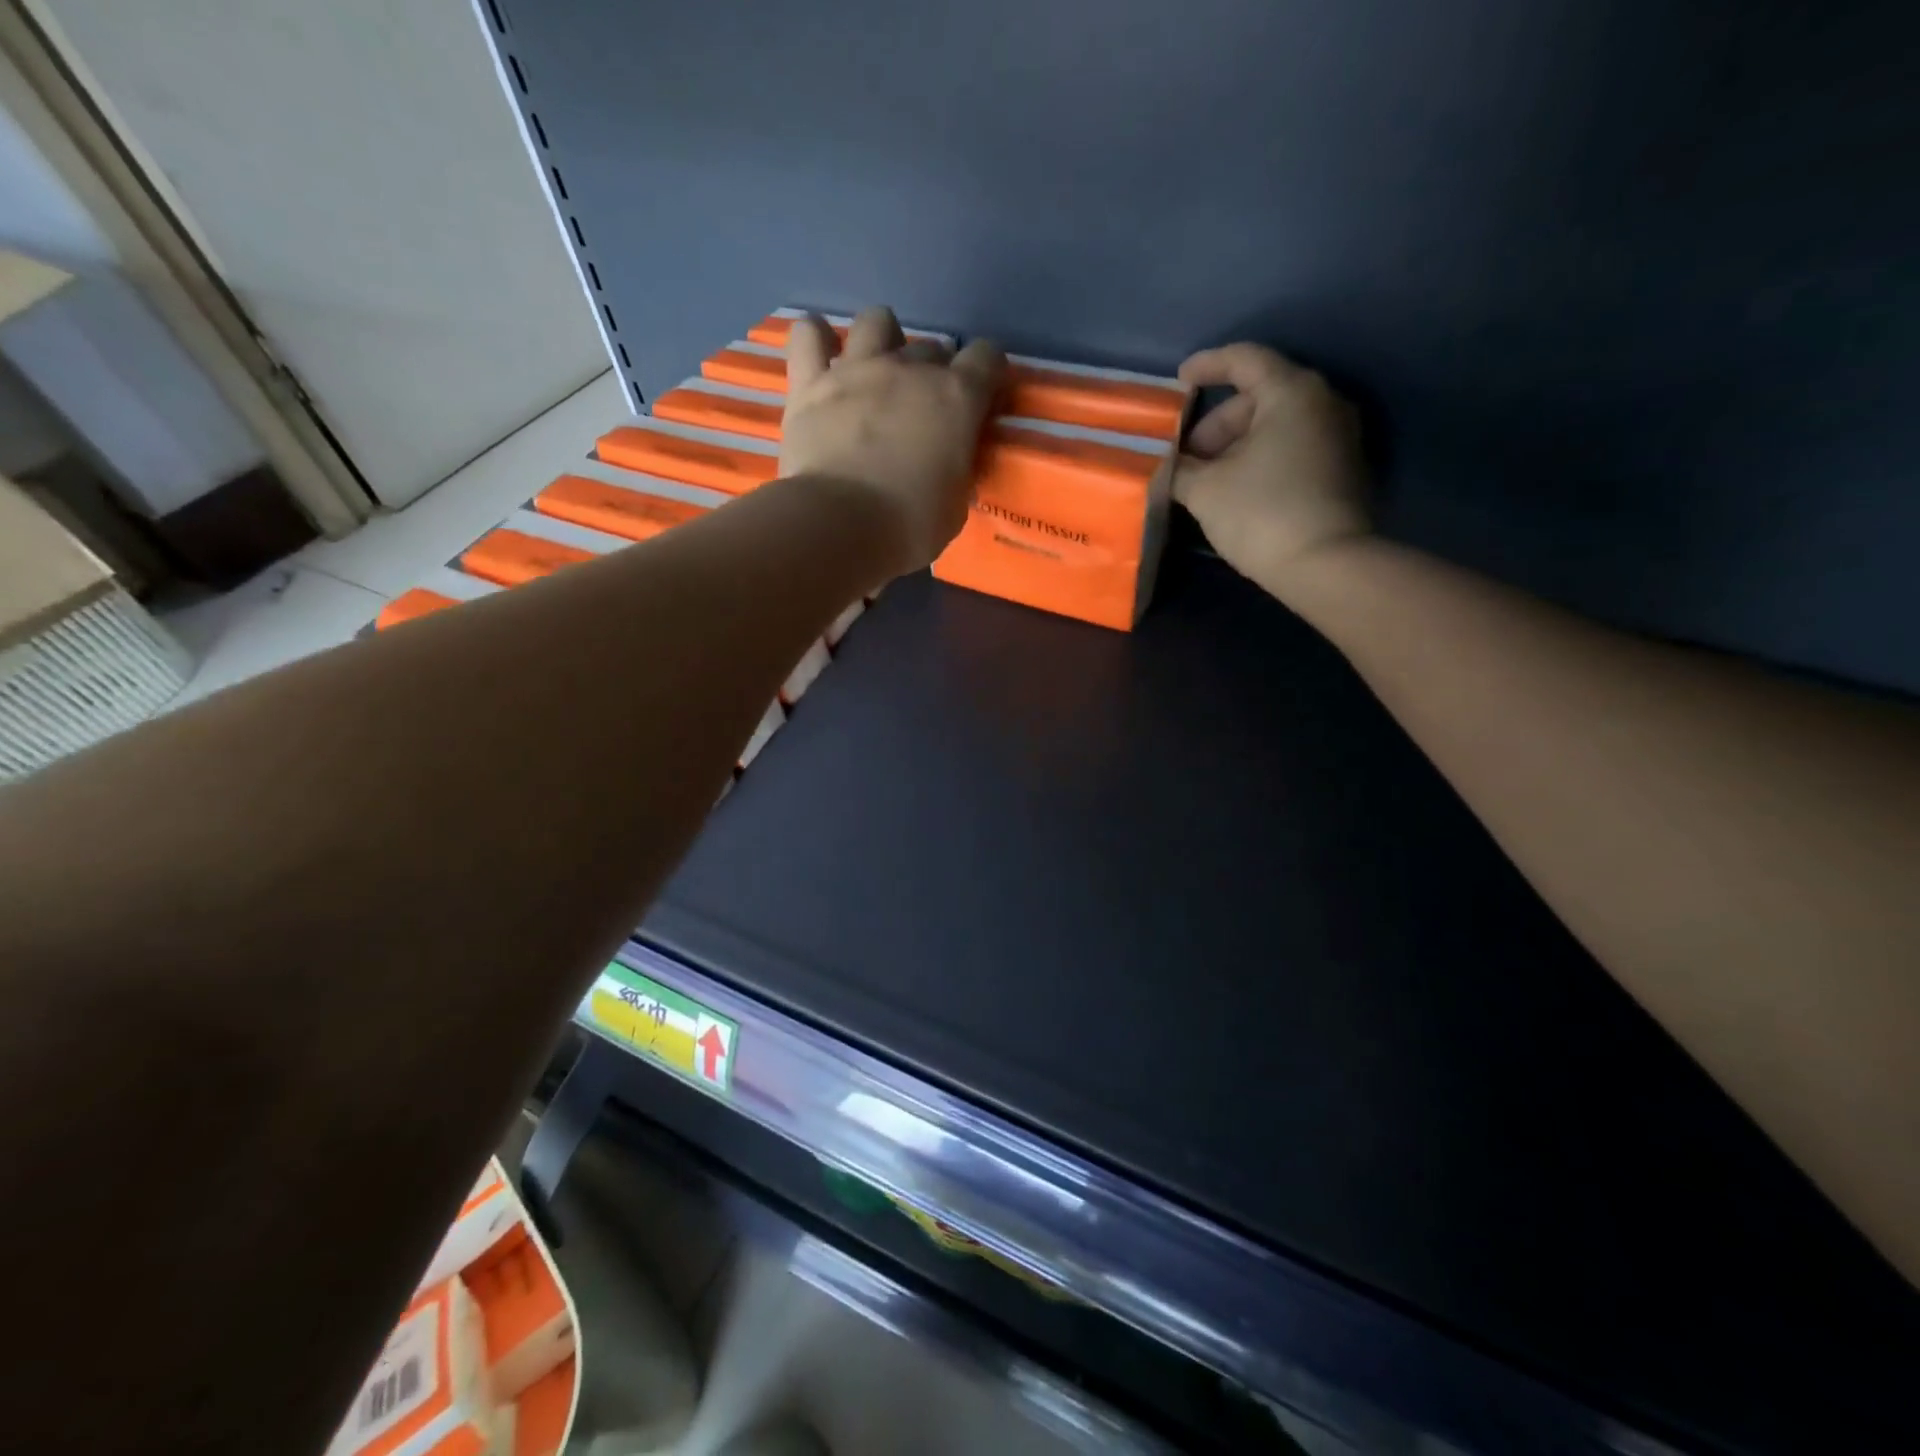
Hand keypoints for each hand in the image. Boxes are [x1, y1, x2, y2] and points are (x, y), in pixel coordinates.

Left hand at [780, 307, 1005, 574]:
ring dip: (882, 340)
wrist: (840, 526)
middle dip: (933, 371)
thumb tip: (948, 465)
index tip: (981, 397)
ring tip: (876, 371)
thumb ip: (955, 471)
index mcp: (956, 398)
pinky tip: (820, 355)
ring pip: (876, 321)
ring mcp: (856, 369)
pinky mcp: (810, 382)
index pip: (986, 358)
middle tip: (922, 408)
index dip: (987, 373)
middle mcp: (909, 369)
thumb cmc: (909, 526)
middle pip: (931, 347)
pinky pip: (808, 335)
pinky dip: (815, 339)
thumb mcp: (954, 506)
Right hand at [1175, 344, 1371, 597]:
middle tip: (1186, 457)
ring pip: (1275, 424)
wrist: (1325, 565)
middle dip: (1217, 423)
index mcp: (1291, 392)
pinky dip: (1260, 456)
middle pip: (1259, 396)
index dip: (1206, 366)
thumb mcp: (1204, 490)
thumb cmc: (1260, 514)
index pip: (1244, 359)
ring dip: (1236, 444)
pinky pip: (1292, 446)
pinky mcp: (1341, 467)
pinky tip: (1235, 488)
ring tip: (1205, 478)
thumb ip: (1179, 468)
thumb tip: (1169, 465)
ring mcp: (1338, 435)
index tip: (1178, 383)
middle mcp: (1322, 402)